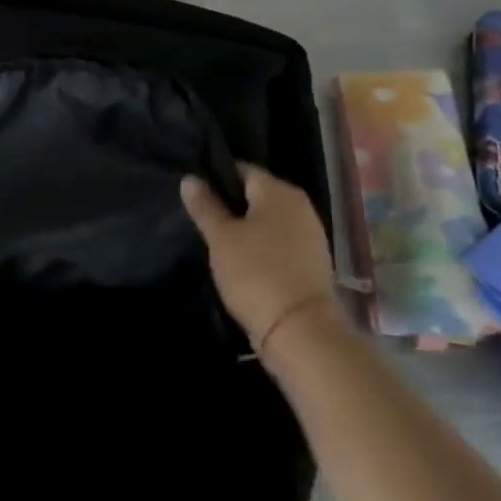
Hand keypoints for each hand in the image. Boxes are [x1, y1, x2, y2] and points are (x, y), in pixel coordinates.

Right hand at [181, 164, 337, 350]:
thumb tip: (189, 179)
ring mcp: (309, 234)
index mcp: (279, 191)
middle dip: (229, 203)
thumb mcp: (221, 238)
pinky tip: (240, 259)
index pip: (241, 170)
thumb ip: (205, 206)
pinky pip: (278, 240)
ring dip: (244, 226)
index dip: (215, 177)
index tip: (194, 194)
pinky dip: (260, 245)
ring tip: (216, 240)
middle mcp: (299, 205)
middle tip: (200, 218)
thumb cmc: (255, 273)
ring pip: (267, 219)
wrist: (300, 330)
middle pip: (256, 194)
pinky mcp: (311, 260)